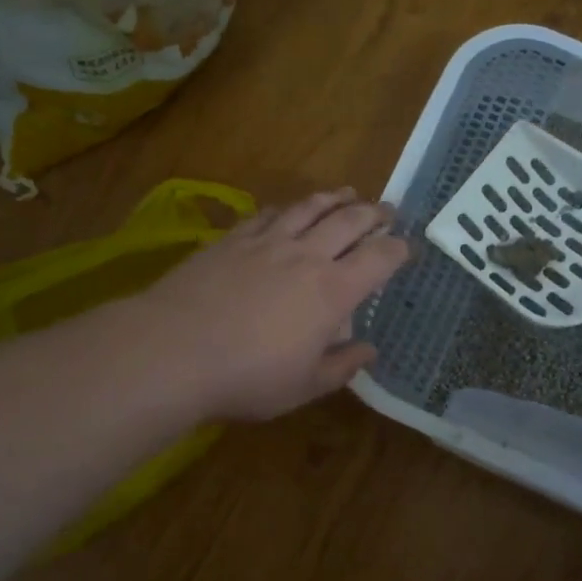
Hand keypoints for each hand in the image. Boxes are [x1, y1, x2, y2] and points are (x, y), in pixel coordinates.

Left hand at [136, 189, 411, 421]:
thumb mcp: (303, 387)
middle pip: (349, 221)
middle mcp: (306, 256)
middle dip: (374, 213)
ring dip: (334, 198)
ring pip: (310, 208)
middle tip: (387, 210)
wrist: (174, 350)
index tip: (407, 247)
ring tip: (347, 193)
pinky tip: (289, 209)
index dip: (399, 249)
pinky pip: (269, 213)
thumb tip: (369, 350)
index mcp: (333, 291)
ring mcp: (267, 241)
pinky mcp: (232, 238)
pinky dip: (288, 208)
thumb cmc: (247, 377)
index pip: (379, 258)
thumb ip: (341, 366)